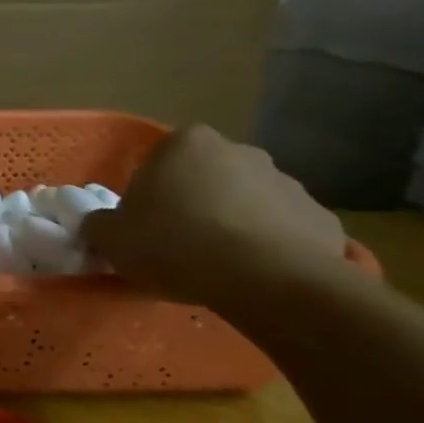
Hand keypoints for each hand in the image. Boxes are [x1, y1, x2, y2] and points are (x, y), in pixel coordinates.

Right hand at [83, 124, 348, 309]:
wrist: (264, 279)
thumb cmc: (173, 243)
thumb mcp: (110, 237)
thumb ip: (100, 224)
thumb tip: (102, 225)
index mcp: (185, 144)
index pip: (158, 161)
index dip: (148, 193)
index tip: (144, 224)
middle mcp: (240, 151)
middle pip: (207, 177)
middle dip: (195, 203)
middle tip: (178, 243)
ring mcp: (289, 183)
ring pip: (248, 202)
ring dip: (234, 224)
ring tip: (219, 266)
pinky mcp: (323, 219)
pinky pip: (285, 231)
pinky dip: (272, 248)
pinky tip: (256, 276)